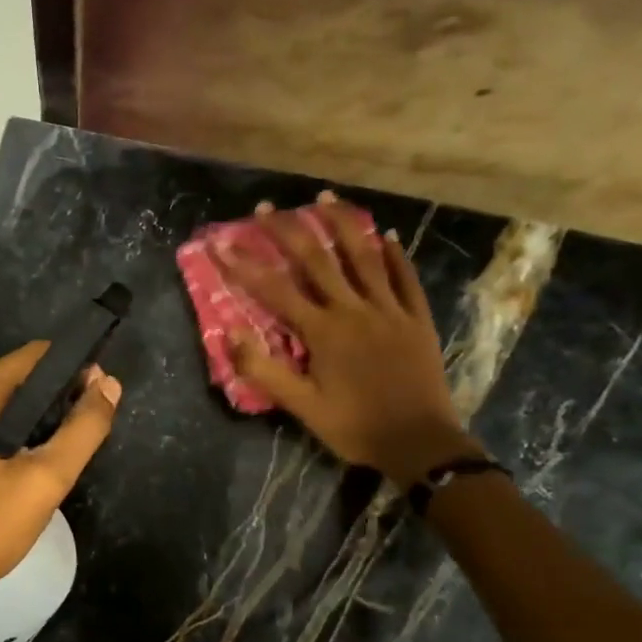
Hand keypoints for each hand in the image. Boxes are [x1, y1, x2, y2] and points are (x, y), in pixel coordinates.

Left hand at [0, 342, 122, 598]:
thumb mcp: (47, 478)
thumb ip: (84, 428)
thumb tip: (109, 385)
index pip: (35, 356)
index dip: (73, 368)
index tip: (102, 391)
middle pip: (20, 376)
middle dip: (59, 393)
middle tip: (91, 423)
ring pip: (7, 400)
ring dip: (41, 414)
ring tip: (71, 441)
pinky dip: (18, 428)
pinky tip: (39, 454)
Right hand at [221, 193, 477, 485]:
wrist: (420, 444)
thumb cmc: (354, 427)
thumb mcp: (301, 406)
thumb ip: (264, 369)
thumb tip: (231, 332)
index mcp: (323, 331)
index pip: (274, 290)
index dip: (244, 265)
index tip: (221, 242)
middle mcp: (354, 310)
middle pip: (317, 260)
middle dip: (288, 231)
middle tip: (267, 207)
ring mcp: (390, 310)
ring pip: (364, 257)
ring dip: (343, 224)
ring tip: (325, 198)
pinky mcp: (417, 319)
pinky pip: (406, 279)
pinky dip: (396, 255)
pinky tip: (387, 235)